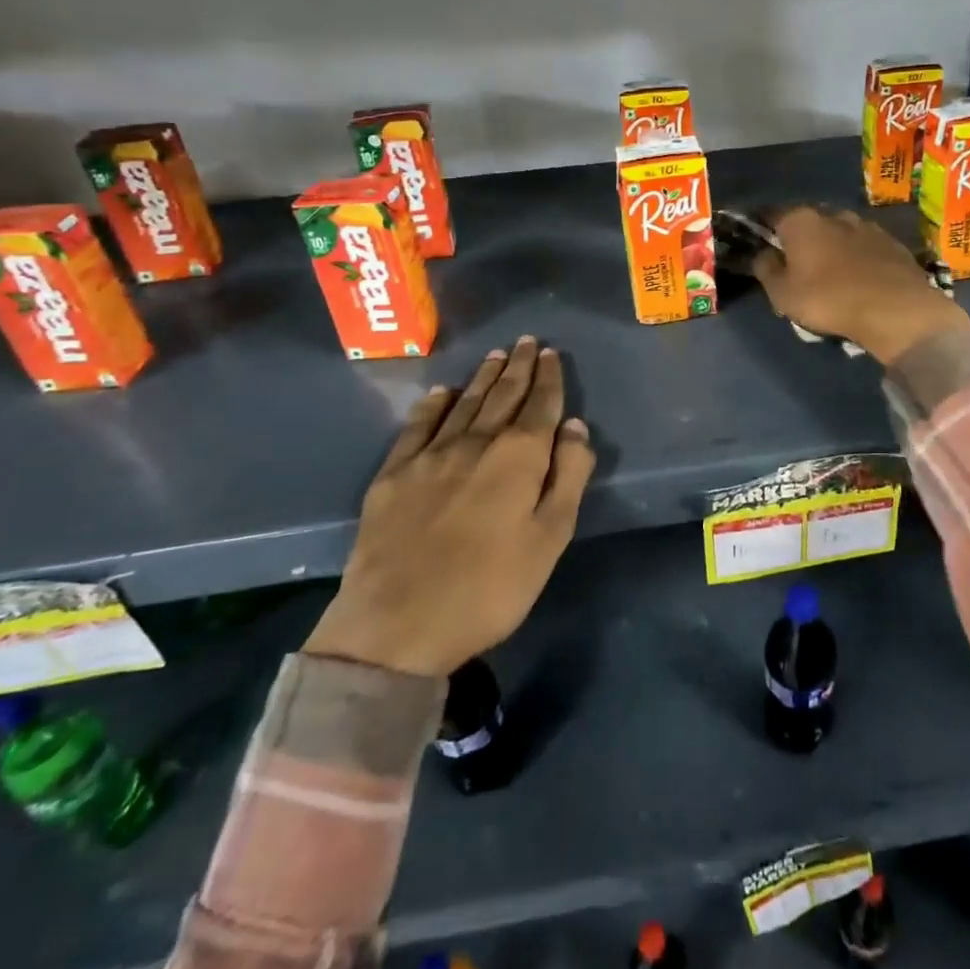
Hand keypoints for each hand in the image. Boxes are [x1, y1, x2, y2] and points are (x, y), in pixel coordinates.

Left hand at [305, 336, 596, 677]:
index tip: (550, 353)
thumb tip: (575, 426)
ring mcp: (430, 456)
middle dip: (517, 367)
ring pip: (464, 404)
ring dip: (483, 377)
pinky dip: (434, 404)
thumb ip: (568, 476)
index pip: (539, 405)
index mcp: (518, 458)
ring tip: (495, 355)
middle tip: (526, 342)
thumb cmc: (489, 588)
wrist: (395, 627)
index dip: (547, 378)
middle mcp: (475, 443)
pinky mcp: (394, 475)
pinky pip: (418, 426)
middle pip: (502, 395)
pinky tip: (442, 392)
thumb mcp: (550, 538)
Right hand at [751, 207, 969, 365]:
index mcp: (800, 221)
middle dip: (802, 238)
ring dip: (833, 247)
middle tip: (797, 264)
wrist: (895, 309)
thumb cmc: (828, 299)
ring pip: (840, 232)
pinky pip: (865, 247)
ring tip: (832, 273)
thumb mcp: (782, 294)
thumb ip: (766, 269)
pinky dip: (859, 257)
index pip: (772, 214)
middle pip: (809, 222)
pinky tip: (860, 278)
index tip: (760, 241)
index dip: (763, 227)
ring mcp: (867, 225)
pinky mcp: (892, 242)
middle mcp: (833, 214)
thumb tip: (763, 254)